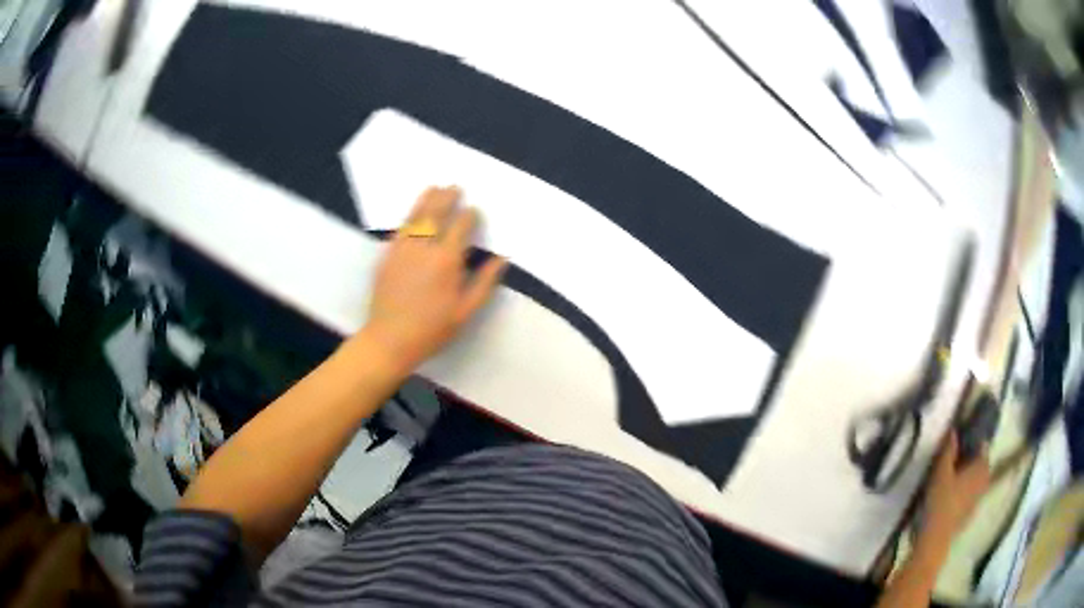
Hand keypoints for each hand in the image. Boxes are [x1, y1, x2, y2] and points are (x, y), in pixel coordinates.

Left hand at [361, 186, 506, 373]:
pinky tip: (413, 213)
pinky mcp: (386, 256)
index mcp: (447, 260)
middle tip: (455, 187)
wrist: (389, 340)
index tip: (475, 211)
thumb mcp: (465, 311)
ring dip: (426, 200)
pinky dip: (408, 217)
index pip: (461, 227)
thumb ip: (484, 282)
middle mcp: (424, 248)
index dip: (470, 215)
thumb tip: (501, 258)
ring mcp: (402, 250)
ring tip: (435, 188)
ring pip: (415, 217)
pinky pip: (399, 230)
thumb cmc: (432, 330)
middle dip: (447, 198)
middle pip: (437, 214)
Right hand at [922, 432, 990, 539]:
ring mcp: (978, 499)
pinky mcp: (970, 514)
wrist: (936, 539)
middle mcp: (983, 481)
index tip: (966, 440)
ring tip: (959, 477)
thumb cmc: (940, 502)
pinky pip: (973, 496)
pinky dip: (968, 492)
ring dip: (972, 477)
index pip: (983, 448)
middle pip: (983, 465)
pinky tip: (956, 497)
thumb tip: (954, 431)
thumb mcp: (940, 473)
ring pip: (979, 482)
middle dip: (976, 461)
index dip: (976, 442)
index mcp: (979, 467)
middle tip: (962, 459)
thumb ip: (948, 451)